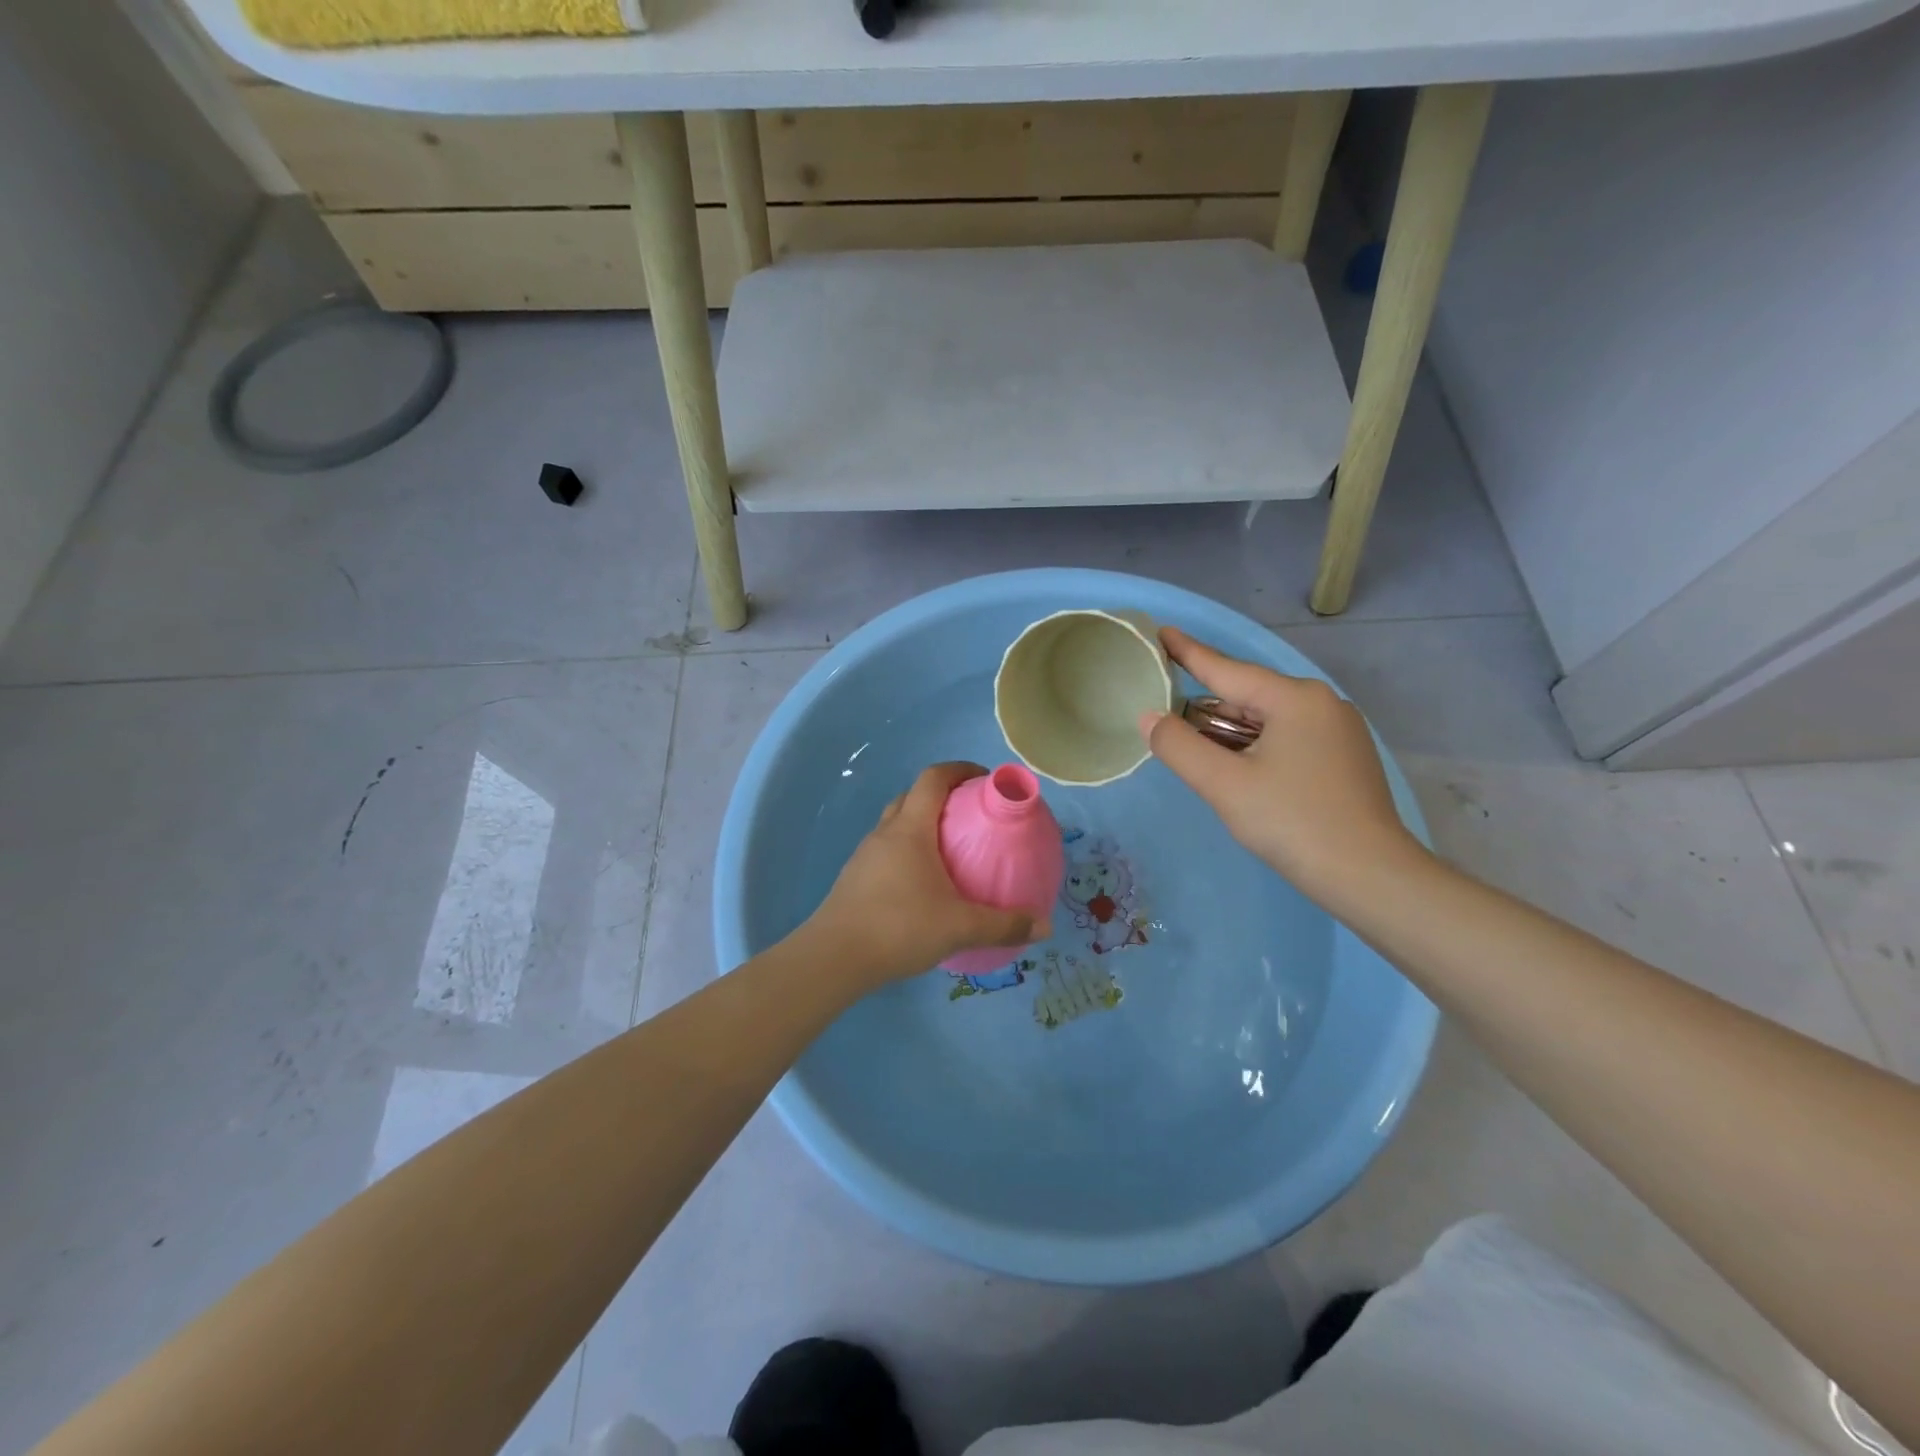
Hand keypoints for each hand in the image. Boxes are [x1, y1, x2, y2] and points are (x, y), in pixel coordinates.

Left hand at [801, 762, 1050, 991]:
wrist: (834, 958)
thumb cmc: (899, 927)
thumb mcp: (960, 927)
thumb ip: (1004, 926)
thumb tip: (1044, 927)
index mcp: (911, 829)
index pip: (933, 778)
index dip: (959, 769)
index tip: (983, 779)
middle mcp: (885, 833)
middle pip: (912, 796)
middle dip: (941, 796)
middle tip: (969, 816)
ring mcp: (865, 855)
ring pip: (895, 823)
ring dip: (921, 824)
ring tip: (949, 850)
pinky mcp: (855, 878)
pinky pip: (886, 850)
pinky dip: (907, 851)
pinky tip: (922, 883)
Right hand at [1141, 627, 1426, 901]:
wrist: (1370, 877)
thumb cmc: (1293, 822)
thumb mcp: (1224, 784)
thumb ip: (1178, 746)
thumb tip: (1149, 717)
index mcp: (1294, 699)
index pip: (1227, 669)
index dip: (1188, 652)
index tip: (1160, 632)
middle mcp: (1321, 703)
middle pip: (1247, 697)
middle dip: (1208, 709)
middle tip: (1169, 720)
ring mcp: (1339, 731)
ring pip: (1267, 721)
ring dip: (1231, 734)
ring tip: (1199, 753)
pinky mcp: (1345, 759)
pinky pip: (1287, 739)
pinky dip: (1256, 748)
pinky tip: (1242, 772)